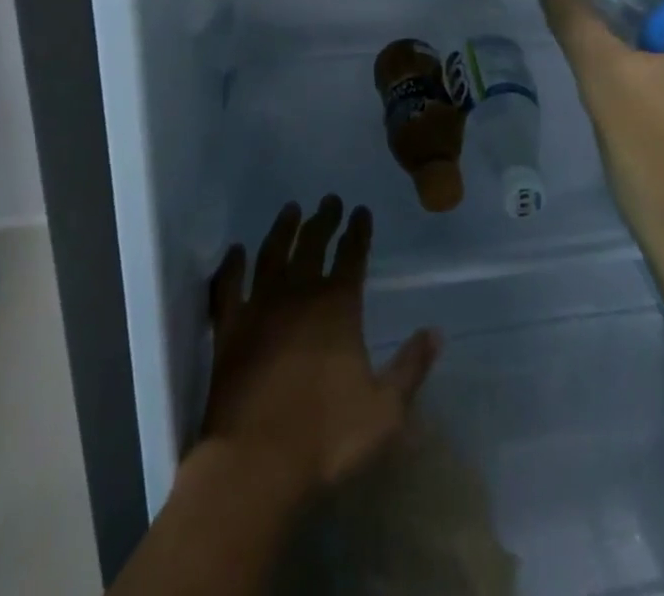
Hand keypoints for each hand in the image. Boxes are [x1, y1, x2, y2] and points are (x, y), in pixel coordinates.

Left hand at [200, 196, 440, 502]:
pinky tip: (235, 252)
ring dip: (283, 229)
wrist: (255, 463)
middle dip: (324, 219)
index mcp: (338, 307)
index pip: (352, 255)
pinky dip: (230, 266)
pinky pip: (228, 286)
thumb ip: (411, 368)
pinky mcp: (228, 329)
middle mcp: (299, 294)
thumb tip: (436, 332)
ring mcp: (260, 308)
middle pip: (313, 244)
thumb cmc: (325, 437)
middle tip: (329, 199)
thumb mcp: (385, 411)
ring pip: (272, 253)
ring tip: (290, 209)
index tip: (360, 210)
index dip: (358, 230)